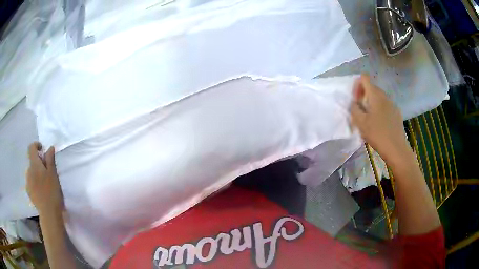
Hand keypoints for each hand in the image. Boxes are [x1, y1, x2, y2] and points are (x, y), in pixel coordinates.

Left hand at [26, 142, 63, 214]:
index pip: (31, 148)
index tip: (42, 150)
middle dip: (38, 163)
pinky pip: (31, 182)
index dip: (36, 145)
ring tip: (45, 184)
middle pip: (32, 161)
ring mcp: (27, 182)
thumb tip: (49, 147)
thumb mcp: (53, 174)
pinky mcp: (29, 192)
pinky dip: (35, 183)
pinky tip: (41, 192)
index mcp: (34, 164)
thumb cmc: (52, 192)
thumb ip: (50, 159)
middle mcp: (28, 171)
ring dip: (37, 174)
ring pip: (31, 172)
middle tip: (47, 172)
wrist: (49, 214)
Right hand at [350, 75, 409, 161]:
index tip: (355, 99)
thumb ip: (354, 108)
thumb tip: (354, 102)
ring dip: (371, 103)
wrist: (396, 148)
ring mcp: (392, 104)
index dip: (357, 85)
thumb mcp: (360, 122)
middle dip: (363, 95)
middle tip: (360, 110)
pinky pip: (385, 105)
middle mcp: (384, 96)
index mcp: (375, 95)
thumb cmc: (377, 134)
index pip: (364, 78)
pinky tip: (379, 124)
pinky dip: (379, 110)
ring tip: (369, 119)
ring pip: (379, 97)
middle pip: (372, 87)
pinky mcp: (397, 113)